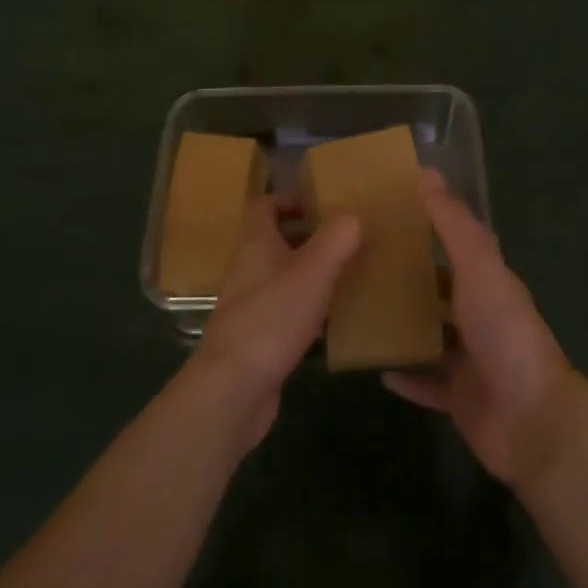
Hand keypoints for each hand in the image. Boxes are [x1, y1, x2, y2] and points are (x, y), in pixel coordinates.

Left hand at [190, 197, 360, 452]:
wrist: (233, 388)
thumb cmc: (272, 317)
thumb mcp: (314, 270)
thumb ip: (338, 237)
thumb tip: (354, 215)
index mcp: (255, 242)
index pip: (264, 205)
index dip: (290, 199)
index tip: (322, 205)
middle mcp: (248, 268)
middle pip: (275, 240)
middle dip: (308, 236)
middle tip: (344, 239)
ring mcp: (249, 304)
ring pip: (282, 276)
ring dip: (310, 272)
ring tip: (346, 274)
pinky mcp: (257, 337)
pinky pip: (284, 311)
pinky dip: (307, 308)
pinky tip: (332, 321)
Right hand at [383, 170, 580, 487]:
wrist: (530, 419)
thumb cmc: (504, 331)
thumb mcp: (478, 267)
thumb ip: (453, 223)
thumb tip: (426, 172)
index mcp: (488, 281)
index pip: (456, 243)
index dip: (427, 225)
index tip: (387, 211)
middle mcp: (480, 316)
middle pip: (441, 288)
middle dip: (409, 275)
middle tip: (361, 260)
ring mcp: (470, 360)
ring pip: (432, 335)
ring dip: (404, 324)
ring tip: (360, 308)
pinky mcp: (459, 399)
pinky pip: (426, 384)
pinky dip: (406, 376)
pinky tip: (374, 366)